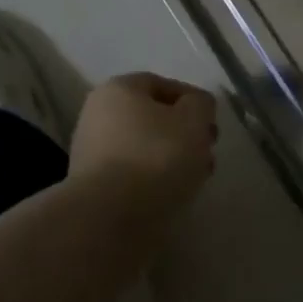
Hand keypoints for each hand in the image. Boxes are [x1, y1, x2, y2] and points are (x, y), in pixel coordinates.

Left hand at [69, 72, 218, 220]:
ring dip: (173, 157)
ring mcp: (91, 152)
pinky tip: (175, 194)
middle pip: (152, 117)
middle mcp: (98, 114)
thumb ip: (201, 105)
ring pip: (144, 147)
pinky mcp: (94, 186)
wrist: (110, 217)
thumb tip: (197, 106)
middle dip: (184, 132)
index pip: (162, 84)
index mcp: (118, 89)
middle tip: (207, 150)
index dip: (192, 100)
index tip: (211, 122)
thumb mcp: (193, 120)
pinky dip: (155, 178)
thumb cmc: (155, 156)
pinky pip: (133, 173)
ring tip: (197, 177)